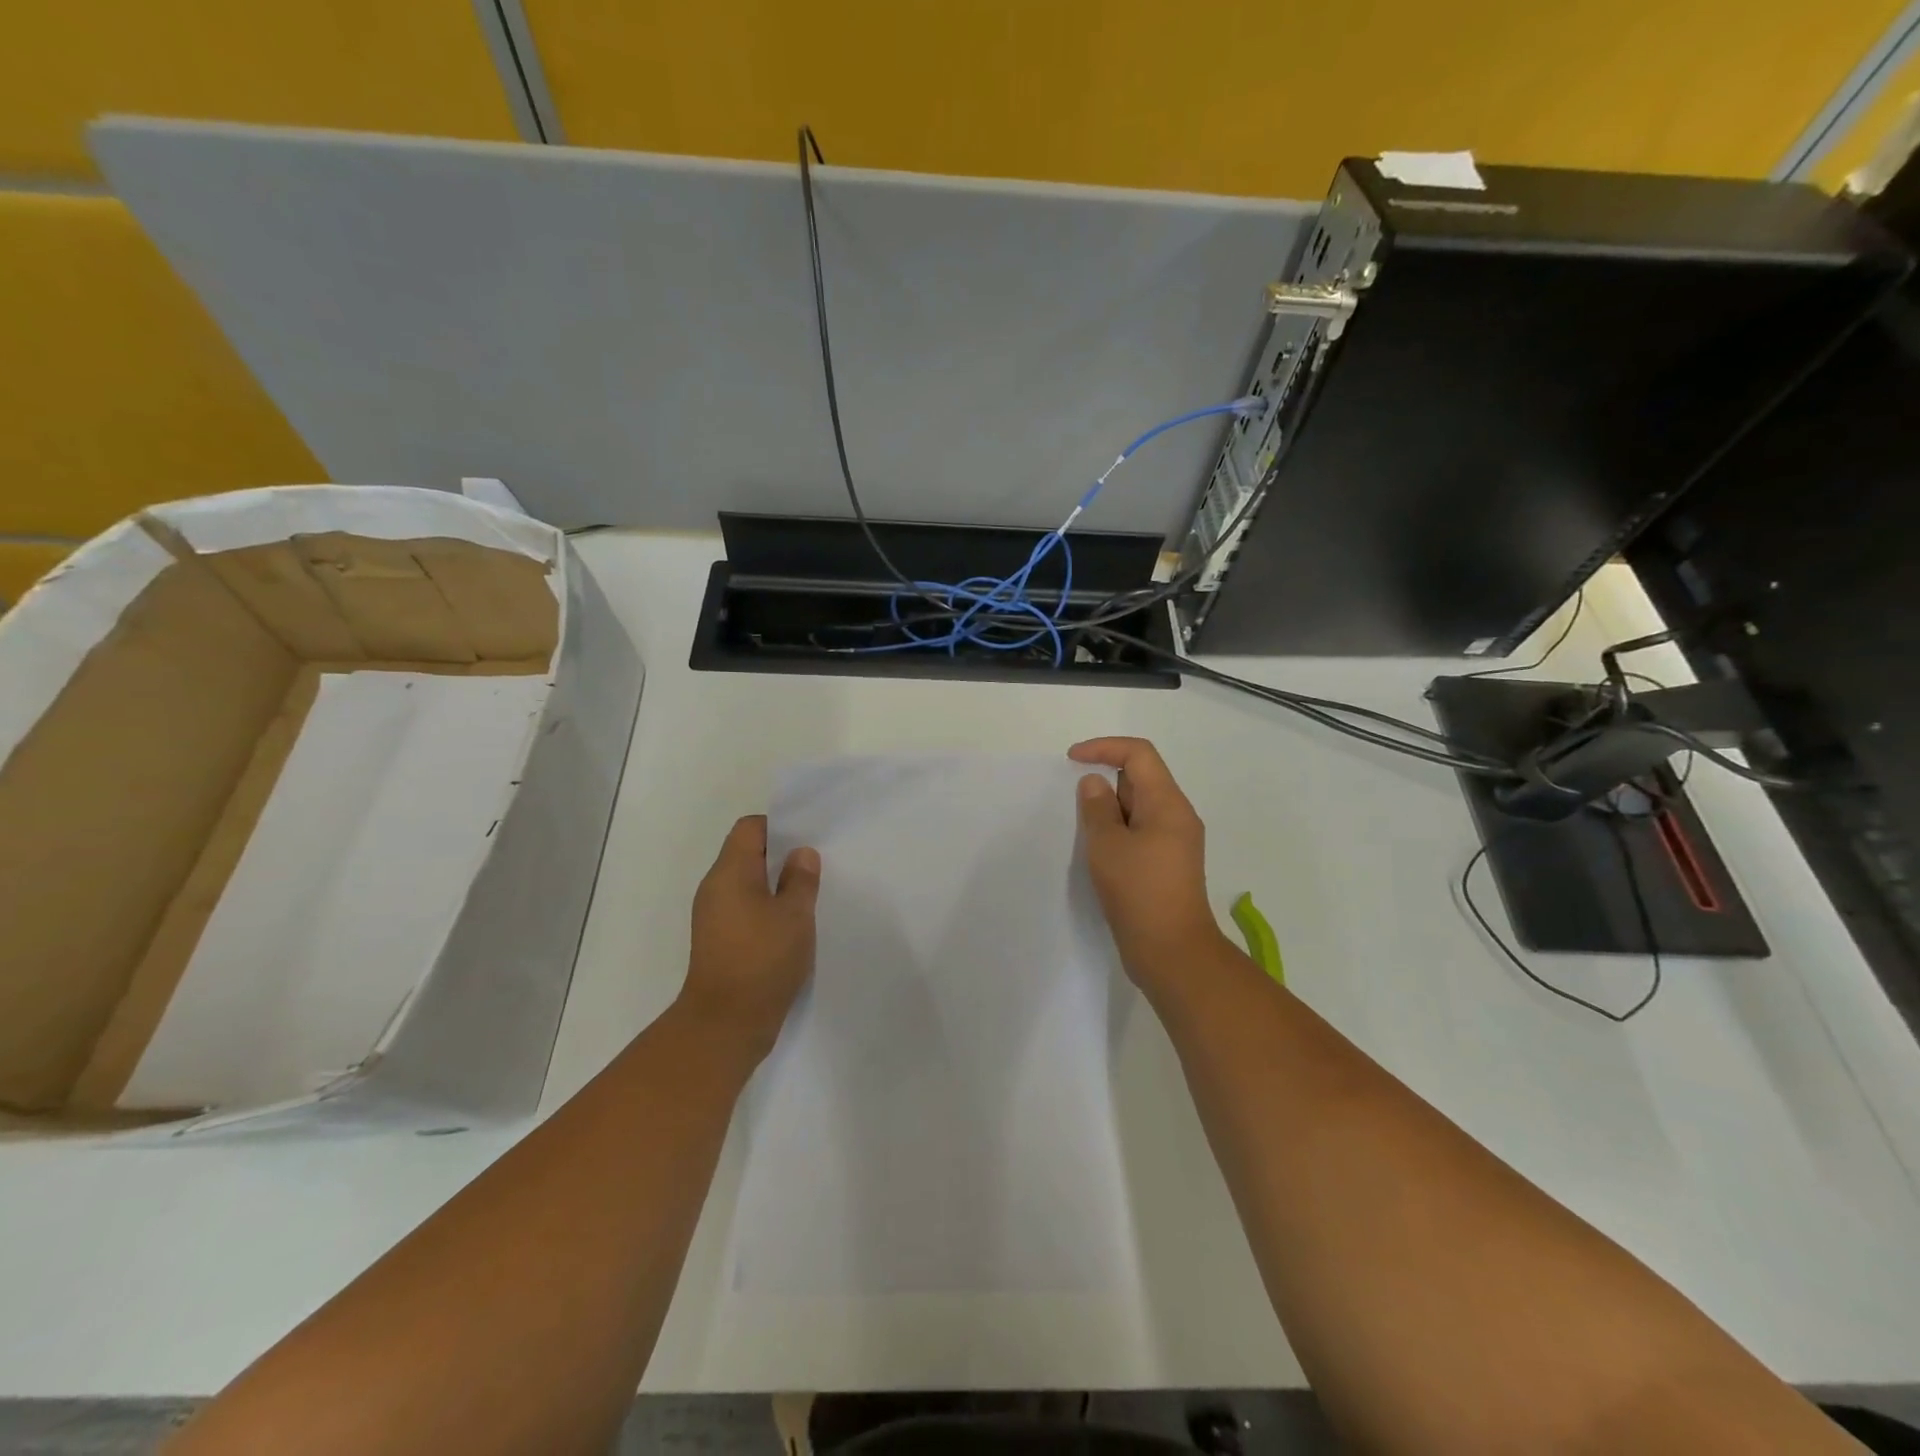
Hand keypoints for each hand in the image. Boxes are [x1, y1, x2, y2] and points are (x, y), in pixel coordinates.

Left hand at [680, 815, 820, 1060]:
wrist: (725, 1025)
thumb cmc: (761, 961)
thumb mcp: (794, 916)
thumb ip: (801, 879)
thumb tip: (801, 853)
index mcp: (729, 873)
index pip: (750, 828)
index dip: (780, 826)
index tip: (809, 838)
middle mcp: (716, 889)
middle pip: (748, 854)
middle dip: (783, 856)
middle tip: (818, 864)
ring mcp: (715, 916)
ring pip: (749, 884)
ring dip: (777, 885)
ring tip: (811, 894)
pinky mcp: (721, 941)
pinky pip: (746, 909)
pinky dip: (769, 908)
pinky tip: (794, 924)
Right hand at [1070, 738, 1228, 988]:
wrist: (1173, 953)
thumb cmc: (1139, 893)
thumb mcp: (1107, 846)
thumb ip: (1097, 809)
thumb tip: (1096, 784)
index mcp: (1168, 804)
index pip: (1139, 755)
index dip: (1104, 747)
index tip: (1072, 760)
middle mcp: (1177, 816)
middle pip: (1141, 778)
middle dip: (1105, 779)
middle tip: (1072, 799)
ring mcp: (1174, 842)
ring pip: (1139, 807)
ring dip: (1109, 808)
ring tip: (1081, 826)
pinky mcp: (1166, 865)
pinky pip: (1140, 831)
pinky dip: (1117, 830)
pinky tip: (1097, 849)